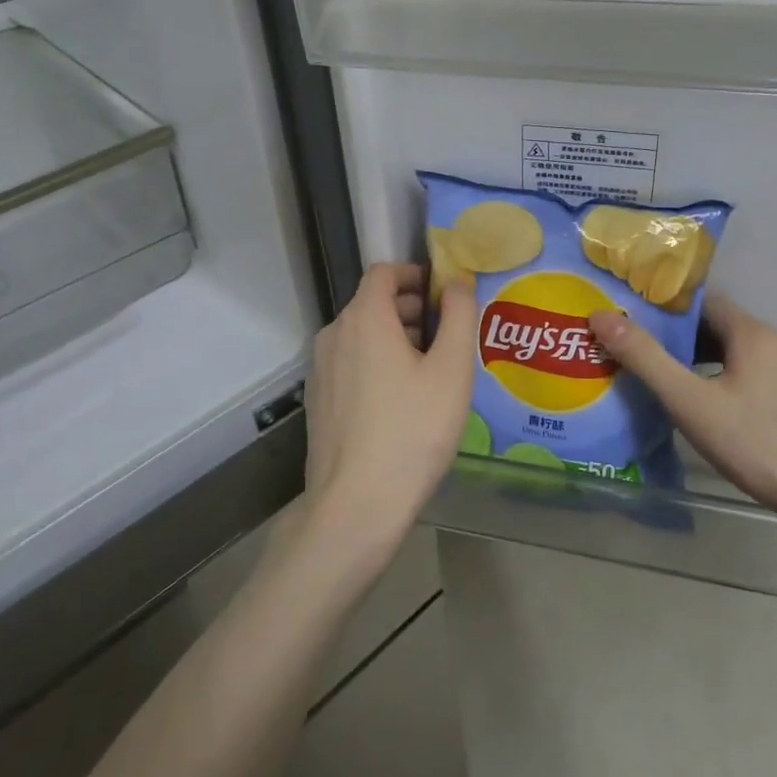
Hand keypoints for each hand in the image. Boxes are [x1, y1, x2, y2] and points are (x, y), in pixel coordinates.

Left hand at [303, 263, 477, 561]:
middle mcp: (334, 334)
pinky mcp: (318, 399)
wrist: (356, 504)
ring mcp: (320, 368)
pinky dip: (375, 362)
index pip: (384, 272)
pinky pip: (350, 362)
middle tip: (448, 334)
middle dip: (411, 308)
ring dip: (395, 337)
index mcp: (364, 318)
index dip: (416, 274)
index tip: (445, 295)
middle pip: (372, 303)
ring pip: (361, 335)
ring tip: (430, 368)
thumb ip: (459, 316)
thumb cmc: (412, 431)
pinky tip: (401, 399)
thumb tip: (458, 280)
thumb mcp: (451, 371)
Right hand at [589, 294, 776, 536]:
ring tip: (664, 382)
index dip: (661, 307)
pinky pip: (753, 378)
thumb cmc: (761, 444)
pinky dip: (724, 381)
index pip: (699, 301)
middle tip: (636, 353)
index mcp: (751, 333)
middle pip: (717, 327)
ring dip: (700, 362)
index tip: (628, 319)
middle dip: (676, 337)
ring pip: (736, 355)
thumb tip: (600, 315)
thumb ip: (645, 358)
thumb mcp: (691, 402)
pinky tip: (710, 412)